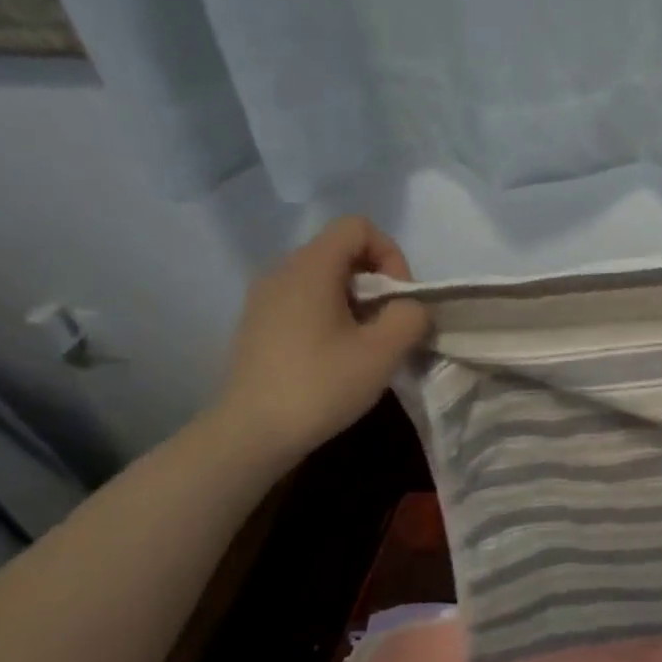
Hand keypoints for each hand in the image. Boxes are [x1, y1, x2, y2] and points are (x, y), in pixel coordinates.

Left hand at [210, 216, 429, 466]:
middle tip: (389, 325)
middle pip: (342, 252)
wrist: (251, 433)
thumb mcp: (384, 351)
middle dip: (377, 282)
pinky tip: (337, 356)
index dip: (390, 255)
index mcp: (310, 268)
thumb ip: (411, 315)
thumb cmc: (321, 385)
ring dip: (357, 302)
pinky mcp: (259, 324)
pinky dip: (332, 315)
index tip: (398, 299)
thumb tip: (410, 307)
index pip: (358, 227)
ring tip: (366, 344)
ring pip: (325, 278)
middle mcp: (282, 271)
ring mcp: (265, 298)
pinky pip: (305, 300)